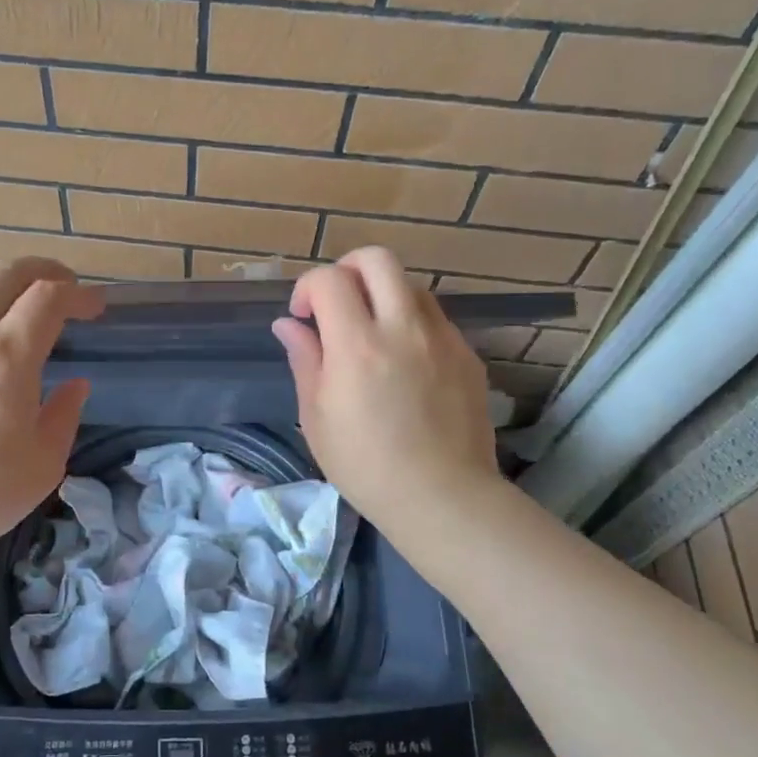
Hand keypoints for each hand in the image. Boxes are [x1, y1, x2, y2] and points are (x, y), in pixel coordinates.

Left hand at [0, 258, 102, 570]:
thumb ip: (65, 414)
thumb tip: (75, 384)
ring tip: (15, 295)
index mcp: (7, 356)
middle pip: (6, 272)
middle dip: (43, 270)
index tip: (96, 307)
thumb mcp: (43, 464)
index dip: (79, 294)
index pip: (49, 297)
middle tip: (63, 288)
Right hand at [272, 247, 498, 538]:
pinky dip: (410, 324)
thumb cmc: (365, 465)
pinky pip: (434, 319)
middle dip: (347, 270)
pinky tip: (404, 365)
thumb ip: (304, 359)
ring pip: (410, 285)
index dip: (307, 288)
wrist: (442, 497)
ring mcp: (443, 338)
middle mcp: (403, 328)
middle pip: (376, 259)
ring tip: (371, 335)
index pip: (329, 279)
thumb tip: (289, 324)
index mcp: (358, 345)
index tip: (302, 317)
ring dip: (382, 295)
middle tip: (336, 304)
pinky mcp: (467, 354)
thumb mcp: (316, 416)